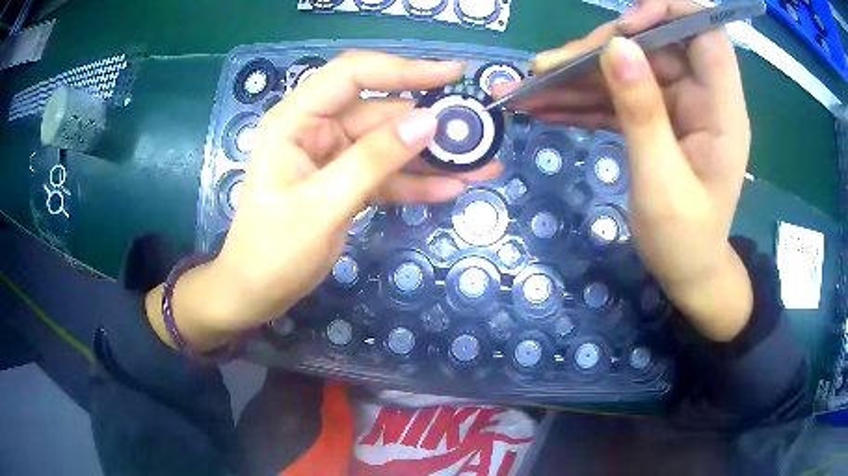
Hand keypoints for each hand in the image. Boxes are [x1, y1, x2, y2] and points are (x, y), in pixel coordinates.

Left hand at [147, 52, 501, 350]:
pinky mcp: (347, 182)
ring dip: (433, 156)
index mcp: (296, 120)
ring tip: (481, 165)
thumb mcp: (322, 206)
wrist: (256, 293)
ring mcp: (334, 157)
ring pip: (391, 145)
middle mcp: (317, 130)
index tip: (452, 74)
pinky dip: (417, 181)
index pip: (353, 74)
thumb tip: (428, 122)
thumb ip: (373, 161)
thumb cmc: (272, 251)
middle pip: (381, 112)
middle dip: (430, 123)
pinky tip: (453, 187)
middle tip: (479, 135)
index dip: (403, 69)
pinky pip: (387, 174)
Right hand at [493, 0, 752, 340]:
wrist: (687, 272)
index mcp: (721, 109)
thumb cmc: (684, 241)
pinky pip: (618, 97)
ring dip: (576, 77)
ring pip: (626, 69)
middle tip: (544, 71)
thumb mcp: (662, 183)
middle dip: (597, 52)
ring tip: (526, 90)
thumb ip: (642, 113)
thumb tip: (617, 47)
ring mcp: (676, 106)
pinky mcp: (656, 120)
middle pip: (650, 46)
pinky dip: (581, 101)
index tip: (623, 30)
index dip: (666, 14)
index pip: (705, 31)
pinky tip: (544, 107)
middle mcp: (700, 96)